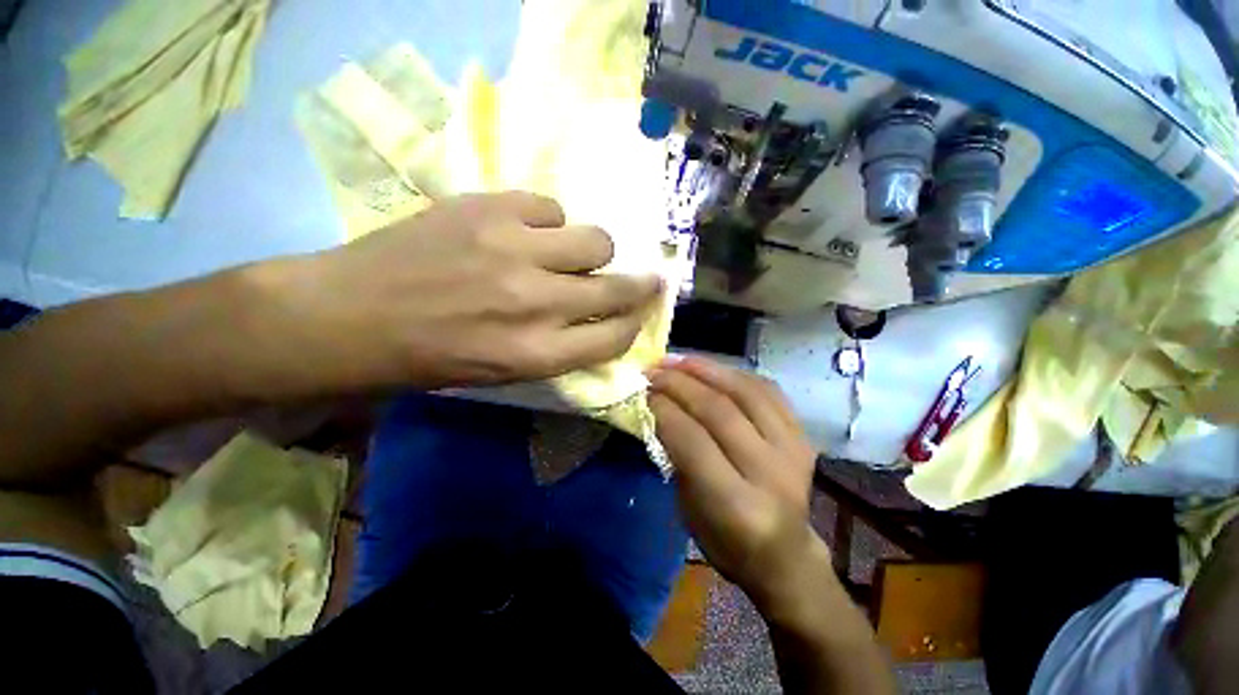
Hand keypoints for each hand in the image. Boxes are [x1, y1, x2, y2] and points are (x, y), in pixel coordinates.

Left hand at [263, 192, 661, 391]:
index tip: (641, 311)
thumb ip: (562, 346)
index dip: (635, 323)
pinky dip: (549, 222)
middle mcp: (537, 304)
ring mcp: (514, 250)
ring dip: (592, 251)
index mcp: (538, 354)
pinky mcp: (490, 208)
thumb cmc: (432, 357)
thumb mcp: (507, 371)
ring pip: (596, 241)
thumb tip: (601, 318)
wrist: (351, 315)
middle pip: (617, 288)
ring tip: (568, 254)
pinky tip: (525, 232)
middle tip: (645, 279)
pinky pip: (551, 207)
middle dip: (640, 286)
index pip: (616, 336)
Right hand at [648, 357, 824, 608]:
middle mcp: (769, 473)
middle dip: (679, 384)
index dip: (664, 409)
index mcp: (736, 505)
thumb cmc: (725, 539)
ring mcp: (793, 451)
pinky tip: (712, 367)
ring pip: (745, 392)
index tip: (642, 390)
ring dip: (707, 369)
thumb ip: (675, 454)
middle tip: (653, 369)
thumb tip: (657, 406)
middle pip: (719, 411)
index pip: (693, 440)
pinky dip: (735, 373)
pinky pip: (767, 391)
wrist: (784, 553)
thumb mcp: (687, 507)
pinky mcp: (803, 436)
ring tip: (678, 359)